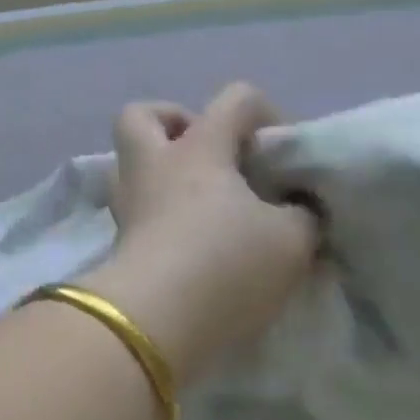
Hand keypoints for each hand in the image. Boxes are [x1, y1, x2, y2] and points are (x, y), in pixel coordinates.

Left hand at [78, 83, 322, 387]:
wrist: (155, 320)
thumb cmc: (226, 263)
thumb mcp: (291, 240)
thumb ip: (302, 216)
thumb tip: (298, 210)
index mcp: (198, 149)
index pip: (234, 99)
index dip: (264, 114)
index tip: (279, 157)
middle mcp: (153, 165)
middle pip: (142, 116)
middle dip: (174, 123)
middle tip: (209, 157)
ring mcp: (128, 203)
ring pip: (131, 164)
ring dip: (162, 173)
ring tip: (201, 205)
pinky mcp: (118, 241)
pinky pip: (136, 208)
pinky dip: (158, 214)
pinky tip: (189, 241)